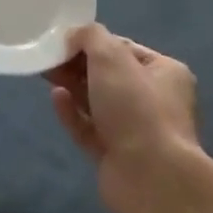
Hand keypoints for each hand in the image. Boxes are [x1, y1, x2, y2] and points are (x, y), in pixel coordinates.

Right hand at [45, 24, 200, 205]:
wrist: (151, 177)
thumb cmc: (136, 107)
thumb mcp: (111, 57)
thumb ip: (90, 37)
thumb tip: (75, 36)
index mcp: (165, 73)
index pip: (124, 49)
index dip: (94, 42)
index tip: (64, 40)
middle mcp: (155, 101)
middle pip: (109, 76)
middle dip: (78, 65)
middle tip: (49, 57)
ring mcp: (136, 132)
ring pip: (98, 103)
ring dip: (73, 88)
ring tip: (46, 74)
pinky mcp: (116, 156)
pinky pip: (90, 129)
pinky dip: (73, 114)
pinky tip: (55, 99)